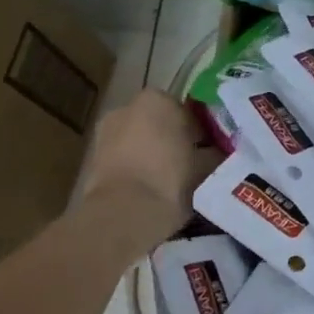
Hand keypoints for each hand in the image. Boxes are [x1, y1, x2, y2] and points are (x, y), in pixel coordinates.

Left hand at [78, 89, 214, 242]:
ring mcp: (105, 133)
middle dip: (174, 139)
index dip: (201, 130)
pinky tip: (150, 190)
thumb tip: (222, 152)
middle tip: (194, 165)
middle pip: (159, 123)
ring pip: (140, 141)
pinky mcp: (92, 160)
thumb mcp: (208, 165)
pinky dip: (136, 169)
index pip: (186, 109)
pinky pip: (124, 159)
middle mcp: (126, 108)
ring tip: (172, 181)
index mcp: (157, 99)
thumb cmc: (172, 179)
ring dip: (154, 154)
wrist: (125, 214)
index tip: (211, 149)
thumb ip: (216, 152)